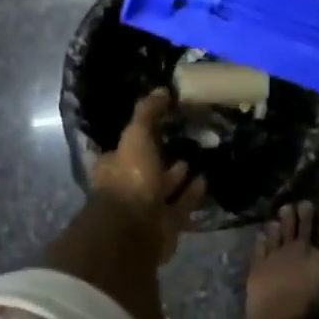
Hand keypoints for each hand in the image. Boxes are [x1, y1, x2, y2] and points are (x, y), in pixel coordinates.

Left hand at [91, 89, 207, 262]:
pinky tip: (205, 180)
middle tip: (183, 141)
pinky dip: (191, 194)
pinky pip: (180, 206)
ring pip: (164, 189)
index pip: (125, 148)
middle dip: (161, 158)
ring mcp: (145, 209)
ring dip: (177, 177)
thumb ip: (147, 113)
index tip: (160, 126)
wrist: (136, 228)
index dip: (141, 136)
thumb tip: (161, 90)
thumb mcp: (136, 135)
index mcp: (113, 167)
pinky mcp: (164, 225)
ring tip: (198, 159)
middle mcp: (127, 188)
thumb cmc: (131, 178)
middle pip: (146, 169)